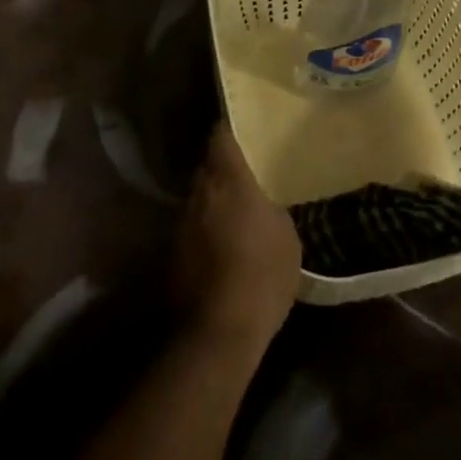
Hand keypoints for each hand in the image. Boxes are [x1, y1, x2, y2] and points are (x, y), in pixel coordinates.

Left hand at [174, 122, 301, 353]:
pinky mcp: (174, 251)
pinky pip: (193, 226)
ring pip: (199, 197)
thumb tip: (262, 203)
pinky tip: (223, 244)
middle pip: (207, 166)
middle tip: (246, 172)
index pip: (220, 137)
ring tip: (237, 211)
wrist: (219, 331)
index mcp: (228, 180)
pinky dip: (206, 228)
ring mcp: (182, 222)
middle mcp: (200, 192)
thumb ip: (271, 207)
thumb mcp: (287, 235)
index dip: (230, 130)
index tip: (243, 128)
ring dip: (214, 200)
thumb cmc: (262, 274)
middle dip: (223, 167)